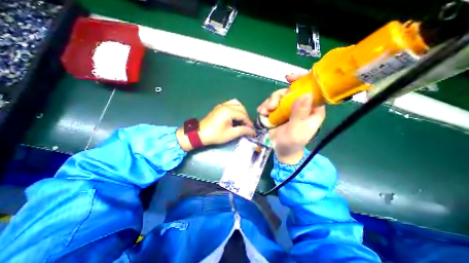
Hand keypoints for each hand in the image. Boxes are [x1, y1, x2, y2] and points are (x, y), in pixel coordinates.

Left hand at [177, 99, 255, 150]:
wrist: (200, 134)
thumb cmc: (215, 135)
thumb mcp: (231, 134)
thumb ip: (243, 131)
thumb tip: (253, 131)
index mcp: (229, 111)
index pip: (244, 115)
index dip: (249, 123)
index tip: (252, 130)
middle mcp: (226, 105)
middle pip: (241, 108)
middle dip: (246, 117)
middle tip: (247, 126)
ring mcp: (222, 105)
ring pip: (236, 104)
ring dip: (241, 111)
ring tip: (242, 120)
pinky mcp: (219, 107)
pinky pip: (230, 104)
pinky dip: (235, 108)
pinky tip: (235, 116)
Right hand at [258, 74, 324, 163]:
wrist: (281, 150)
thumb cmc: (293, 142)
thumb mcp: (297, 130)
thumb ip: (300, 114)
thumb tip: (306, 94)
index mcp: (312, 109)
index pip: (312, 90)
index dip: (302, 81)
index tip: (289, 78)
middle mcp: (301, 106)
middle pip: (290, 92)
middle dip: (278, 97)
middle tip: (270, 107)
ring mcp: (288, 108)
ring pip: (279, 97)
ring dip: (269, 103)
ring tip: (263, 112)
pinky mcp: (278, 111)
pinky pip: (271, 104)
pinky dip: (265, 107)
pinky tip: (261, 112)